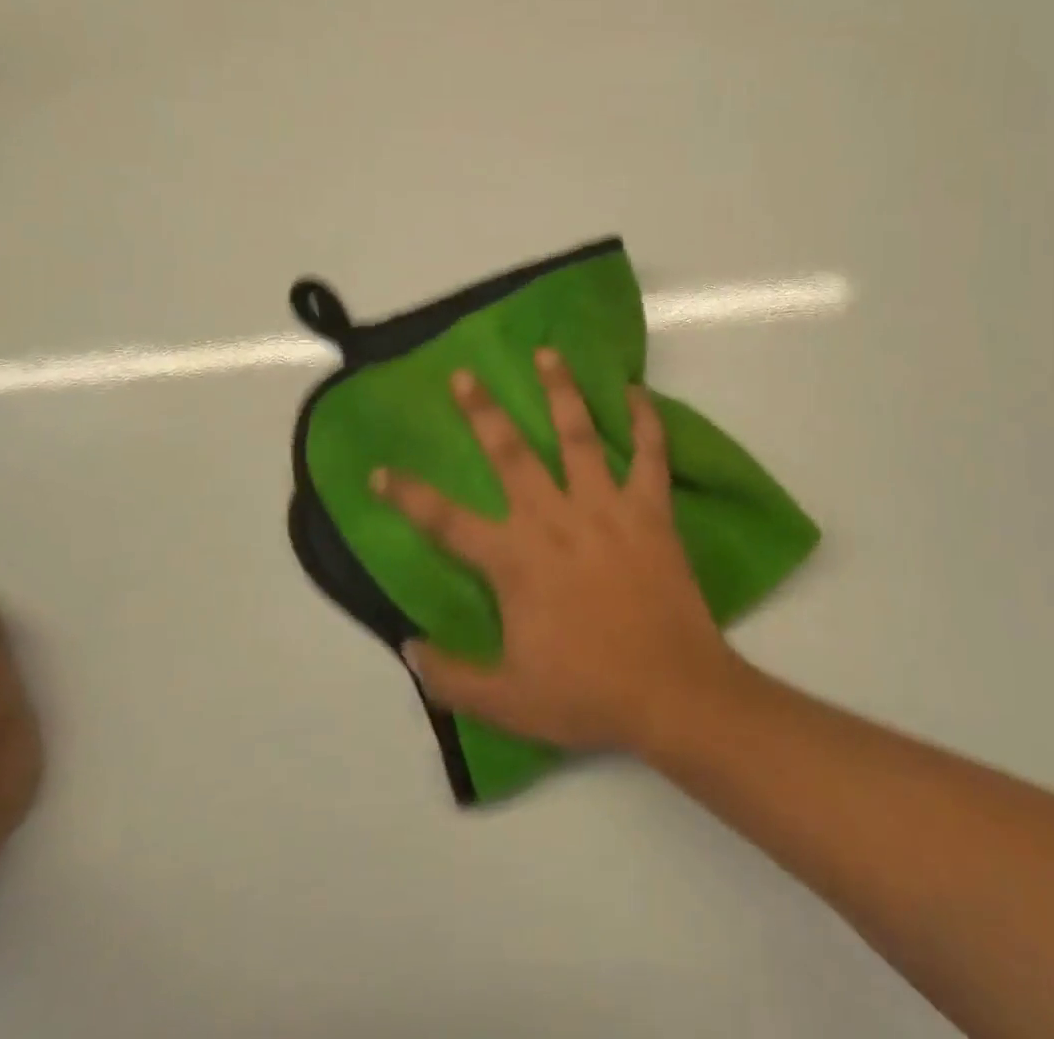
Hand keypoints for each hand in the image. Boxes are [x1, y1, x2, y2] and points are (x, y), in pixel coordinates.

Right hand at [372, 349, 742, 753]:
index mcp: (515, 559)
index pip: (446, 521)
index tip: (380, 470)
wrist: (672, 693)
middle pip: (510, 454)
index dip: (408, 495)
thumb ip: (452, 677)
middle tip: (463, 375)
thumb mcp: (507, 701)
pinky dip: (645, 421)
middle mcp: (554, 519)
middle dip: (482, 412)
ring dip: (560, 391)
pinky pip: (650, 454)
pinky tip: (636, 392)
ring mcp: (605, 508)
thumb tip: (408, 649)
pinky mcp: (650, 510)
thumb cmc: (588, 693)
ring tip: (547, 352)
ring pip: (578, 436)